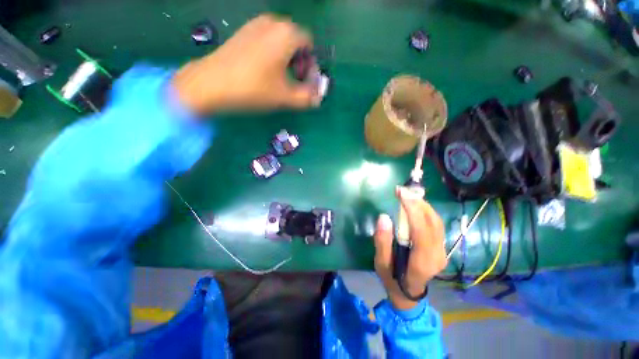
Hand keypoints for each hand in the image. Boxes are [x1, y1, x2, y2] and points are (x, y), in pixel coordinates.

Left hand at [172, 14, 319, 113]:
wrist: (211, 84)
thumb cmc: (253, 88)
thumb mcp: (285, 97)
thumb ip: (306, 98)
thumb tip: (317, 98)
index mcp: (286, 34)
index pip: (309, 45)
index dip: (311, 65)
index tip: (305, 83)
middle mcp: (272, 22)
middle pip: (296, 41)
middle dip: (300, 62)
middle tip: (295, 82)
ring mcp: (255, 25)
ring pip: (281, 41)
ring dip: (287, 59)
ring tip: (281, 79)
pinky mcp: (243, 32)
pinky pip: (267, 41)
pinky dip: (273, 55)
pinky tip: (265, 72)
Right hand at [373, 187, 446, 310]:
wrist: (409, 293)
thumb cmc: (392, 278)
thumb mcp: (381, 263)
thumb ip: (382, 242)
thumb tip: (384, 217)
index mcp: (422, 262)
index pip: (422, 230)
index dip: (412, 209)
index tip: (401, 193)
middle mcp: (438, 255)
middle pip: (432, 222)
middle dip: (417, 202)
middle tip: (402, 190)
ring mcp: (442, 251)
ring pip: (437, 221)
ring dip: (422, 204)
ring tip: (407, 194)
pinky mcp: (441, 247)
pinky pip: (436, 224)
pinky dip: (425, 211)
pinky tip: (415, 204)